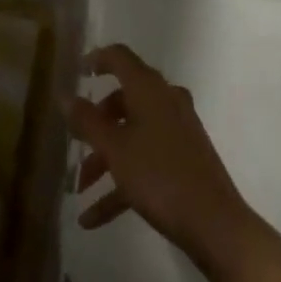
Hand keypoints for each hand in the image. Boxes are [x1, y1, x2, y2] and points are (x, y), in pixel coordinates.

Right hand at [64, 44, 256, 266]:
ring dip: (104, 160)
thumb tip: (65, 95)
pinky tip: (92, 218)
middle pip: (123, 101)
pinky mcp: (184, 160)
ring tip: (79, 190)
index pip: (119, 57)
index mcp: (150, 90)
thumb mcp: (114, 148)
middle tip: (73, 142)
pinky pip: (145, 162)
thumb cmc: (159, 176)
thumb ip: (86, 120)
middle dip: (94, 123)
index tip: (75, 74)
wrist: (215, 224)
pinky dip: (120, 183)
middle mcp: (166, 103)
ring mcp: (178, 132)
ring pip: (132, 135)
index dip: (96, 60)